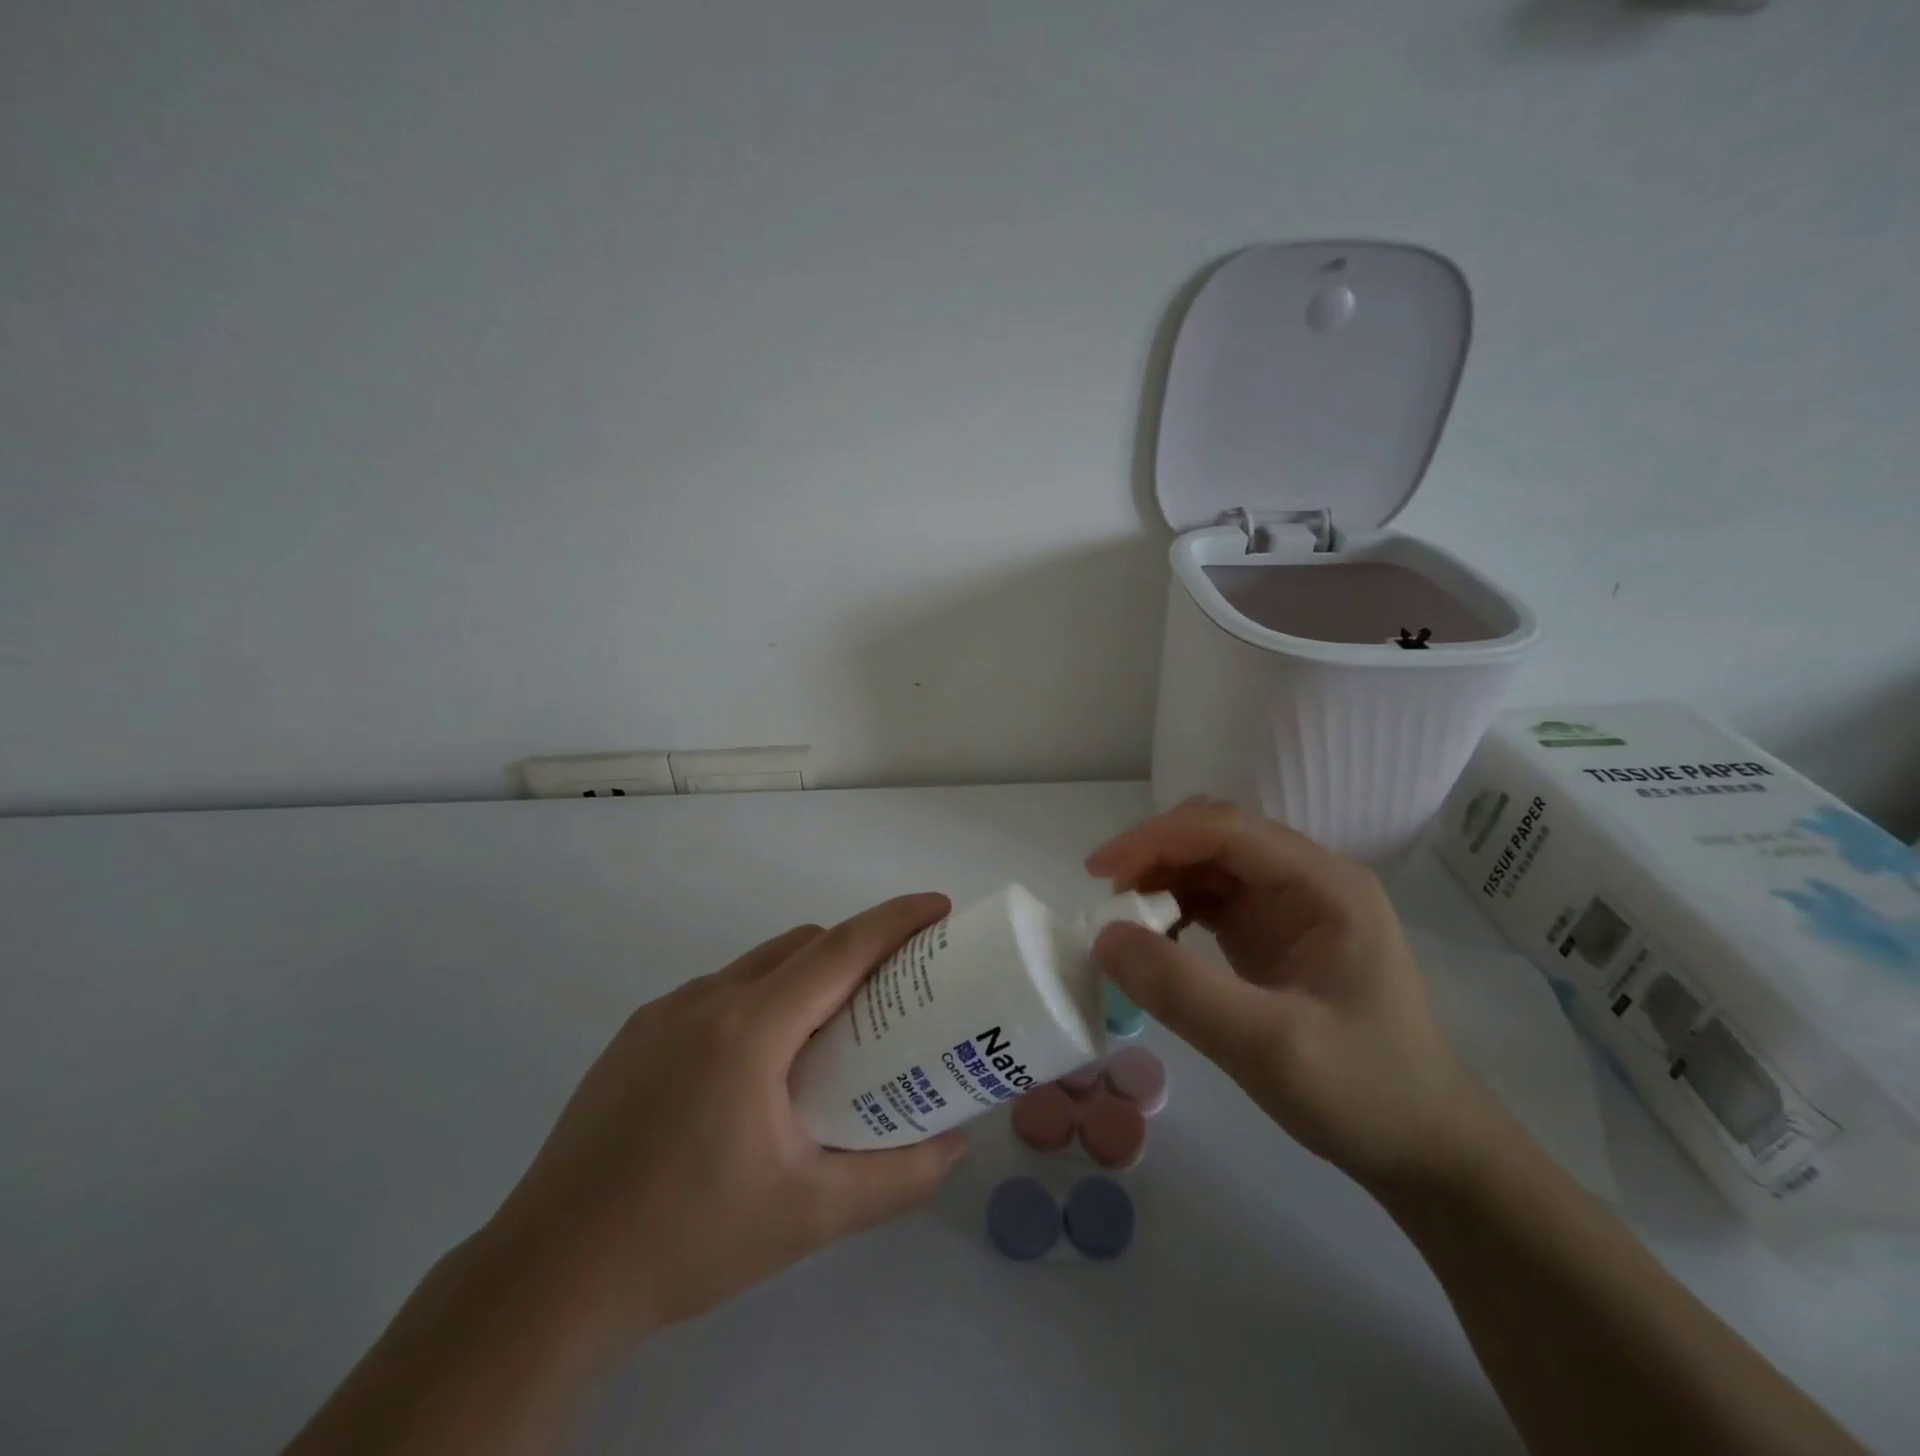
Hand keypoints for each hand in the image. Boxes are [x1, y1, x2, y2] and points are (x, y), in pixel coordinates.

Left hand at [488, 895, 968, 1346]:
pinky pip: (717, 994)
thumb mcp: (809, 1216)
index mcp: (750, 1028)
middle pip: (801, 945)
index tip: (939, 907)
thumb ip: (896, 1178)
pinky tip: (758, 1070)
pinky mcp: (633, 1037)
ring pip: (756, 966)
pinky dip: (759, 1001)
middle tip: (897, 990)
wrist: (548, 1279)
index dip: (896, 920)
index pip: (840, 950)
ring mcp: (662, 1014)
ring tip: (831, 1036)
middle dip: (856, 948)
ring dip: (805, 977)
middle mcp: (706, 999)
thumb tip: (956, 1145)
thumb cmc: (688, 1237)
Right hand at [1086, 800, 1490, 1185]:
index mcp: (1324, 883)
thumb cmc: (1362, 1093)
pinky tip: (1155, 938)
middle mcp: (1308, 879)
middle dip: (1154, 854)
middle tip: (1106, 896)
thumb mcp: (1267, 1046)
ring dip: (1161, 880)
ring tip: (1122, 920)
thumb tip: (1103, 936)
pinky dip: (1175, 908)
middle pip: (1215, 836)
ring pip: (1209, 864)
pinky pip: (1213, 899)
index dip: (1154, 839)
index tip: (1097, 873)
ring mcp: (1292, 906)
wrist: (1425, 1150)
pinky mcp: (1274, 934)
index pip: (1224, 829)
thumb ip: (1182, 990)